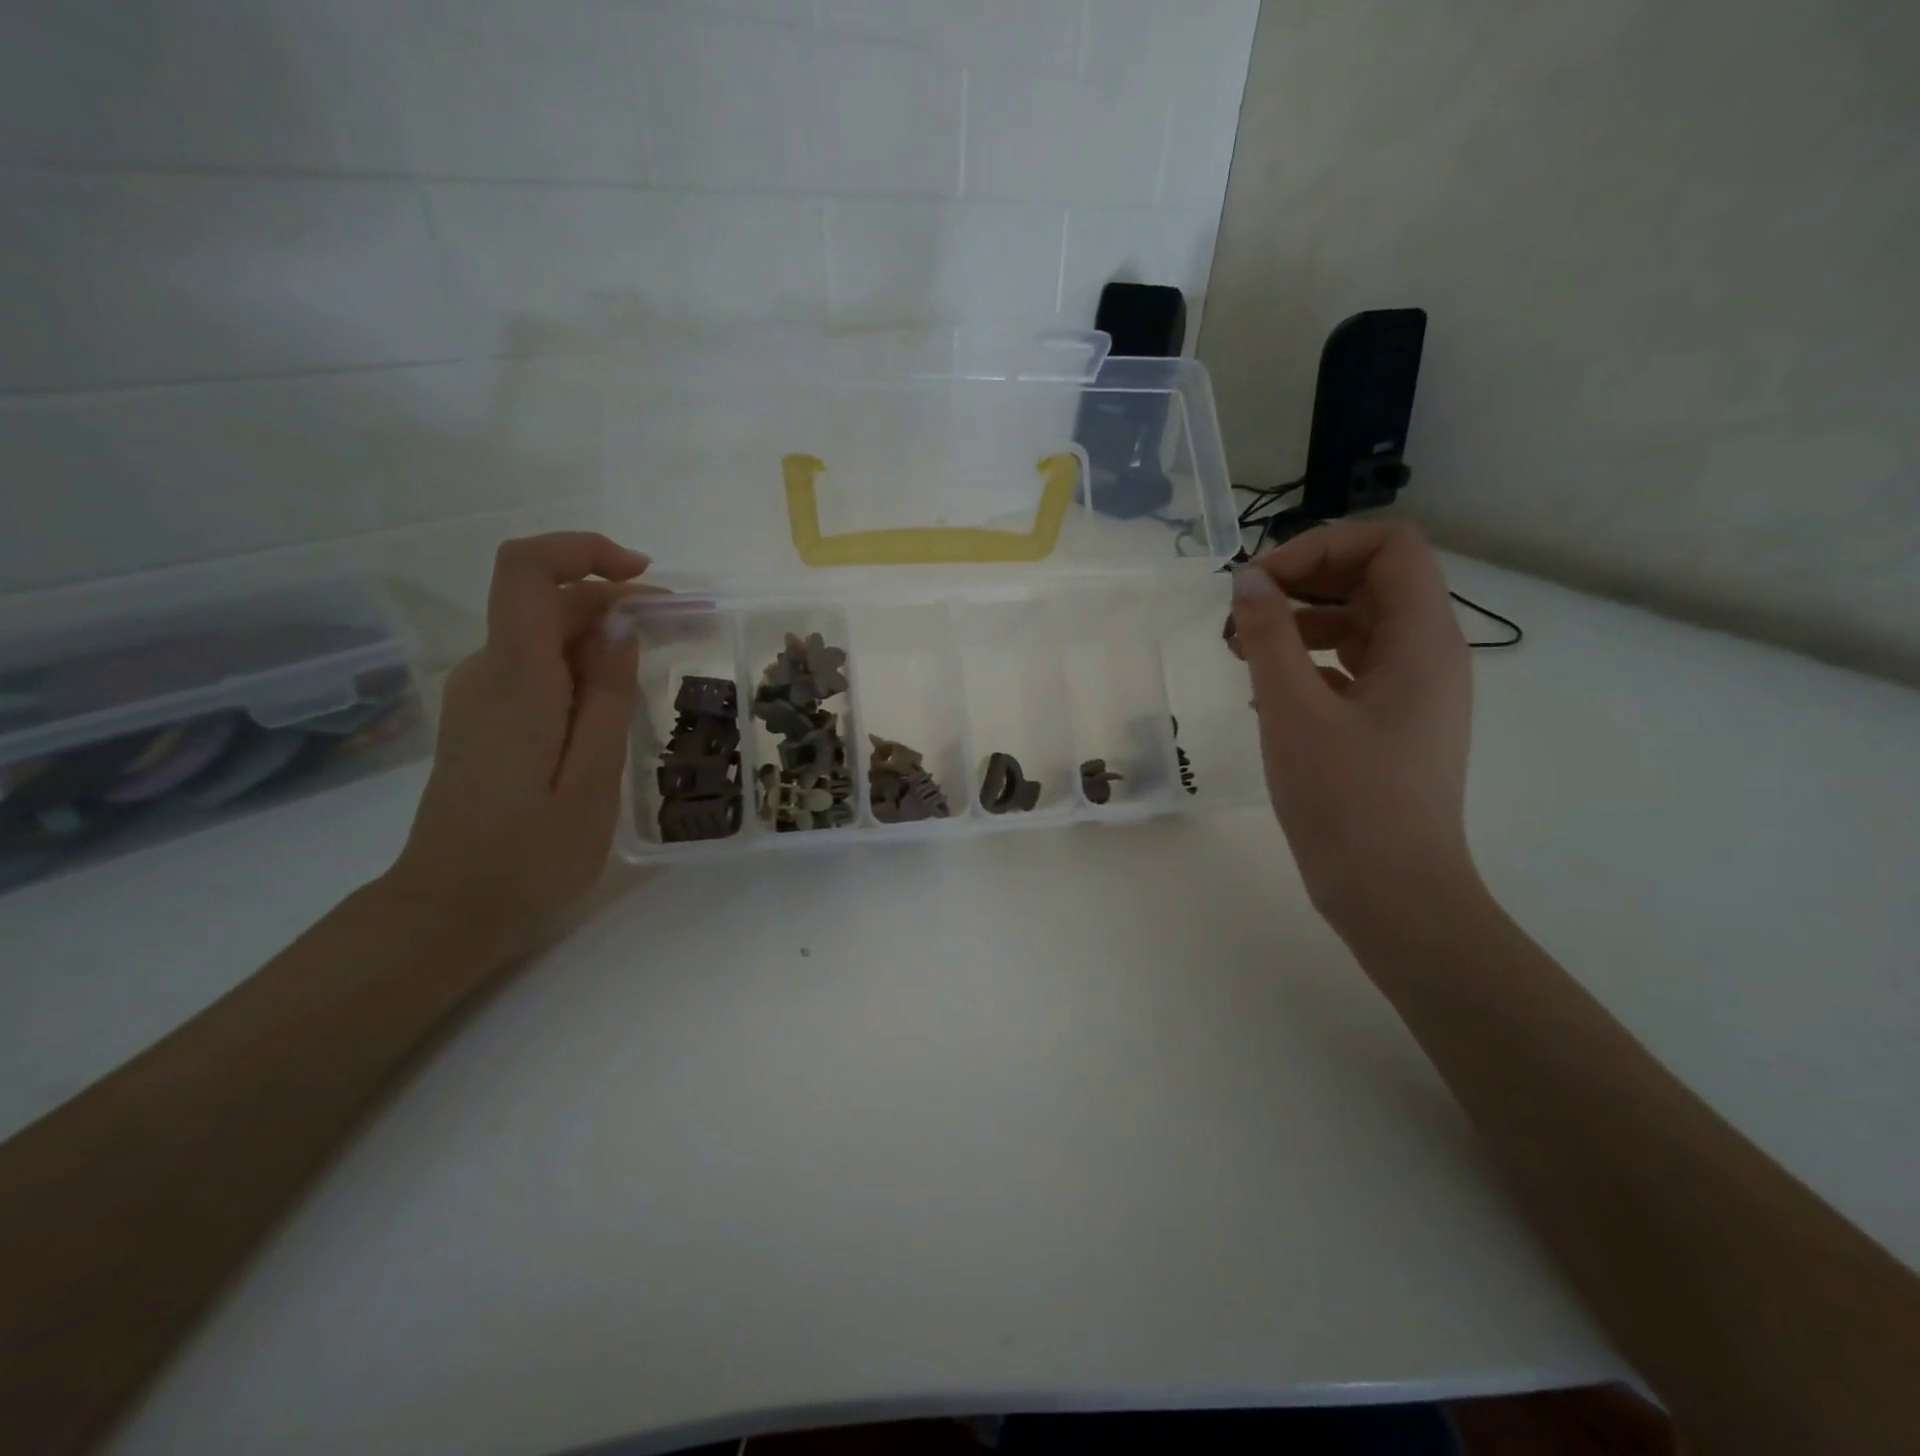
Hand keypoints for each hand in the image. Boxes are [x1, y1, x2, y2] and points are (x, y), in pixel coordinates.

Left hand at [389, 533, 648, 953]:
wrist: (449, 910)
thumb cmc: (532, 854)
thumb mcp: (593, 777)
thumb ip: (608, 695)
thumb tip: (621, 622)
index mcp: (516, 680)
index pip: (526, 570)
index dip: (582, 550)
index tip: (642, 576)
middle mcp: (488, 672)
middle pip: (544, 600)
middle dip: (613, 600)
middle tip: (679, 628)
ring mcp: (479, 694)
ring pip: (542, 634)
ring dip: (601, 636)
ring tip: (654, 671)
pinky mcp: (484, 717)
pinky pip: (535, 667)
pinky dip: (580, 666)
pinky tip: (614, 706)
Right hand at [1230, 521, 1478, 936]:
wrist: (1392, 893)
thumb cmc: (1346, 799)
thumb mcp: (1294, 711)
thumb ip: (1269, 637)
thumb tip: (1247, 581)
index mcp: (1423, 640)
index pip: (1390, 546)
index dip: (1322, 546)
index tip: (1260, 582)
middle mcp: (1428, 655)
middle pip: (1371, 580)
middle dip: (1302, 582)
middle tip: (1241, 613)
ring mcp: (1411, 692)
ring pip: (1357, 625)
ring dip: (1298, 623)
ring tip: (1240, 650)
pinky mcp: (1390, 723)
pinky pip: (1350, 668)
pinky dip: (1306, 663)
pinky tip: (1263, 691)